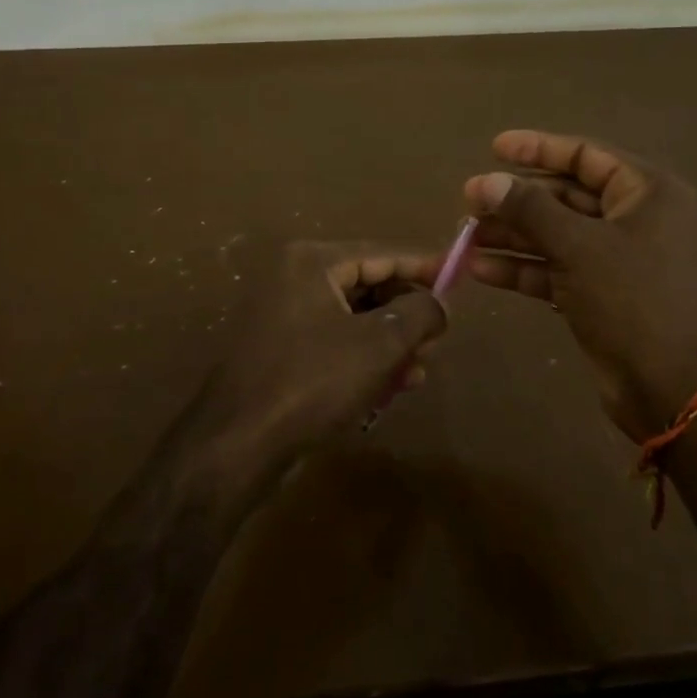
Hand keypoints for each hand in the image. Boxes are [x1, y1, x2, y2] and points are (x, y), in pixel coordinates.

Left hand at [193, 241, 447, 494]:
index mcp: (311, 262)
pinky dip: (364, 357)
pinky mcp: (279, 349)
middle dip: (407, 311)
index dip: (424, 265)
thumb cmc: (312, 382)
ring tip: (421, 367)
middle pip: (367, 284)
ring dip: (390, 340)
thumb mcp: (379, 344)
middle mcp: (293, 278)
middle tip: (438, 338)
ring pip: (353, 317)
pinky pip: (334, 341)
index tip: (459, 275)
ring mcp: (282, 314)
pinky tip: (393, 384)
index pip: (382, 253)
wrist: (237, 444)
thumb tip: (439, 304)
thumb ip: (420, 313)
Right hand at [464, 129, 696, 442]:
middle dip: (516, 200)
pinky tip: (481, 270)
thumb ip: (530, 209)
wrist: (673, 388)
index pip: (585, 155)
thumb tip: (485, 182)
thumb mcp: (578, 246)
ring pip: (556, 235)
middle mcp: (634, 219)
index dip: (538, 149)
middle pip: (566, 196)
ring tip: (465, 237)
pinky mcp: (600, 295)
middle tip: (468, 202)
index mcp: (646, 193)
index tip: (494, 148)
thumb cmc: (634, 300)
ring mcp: (617, 260)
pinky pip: (556, 269)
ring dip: (512, 235)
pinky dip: (522, 268)